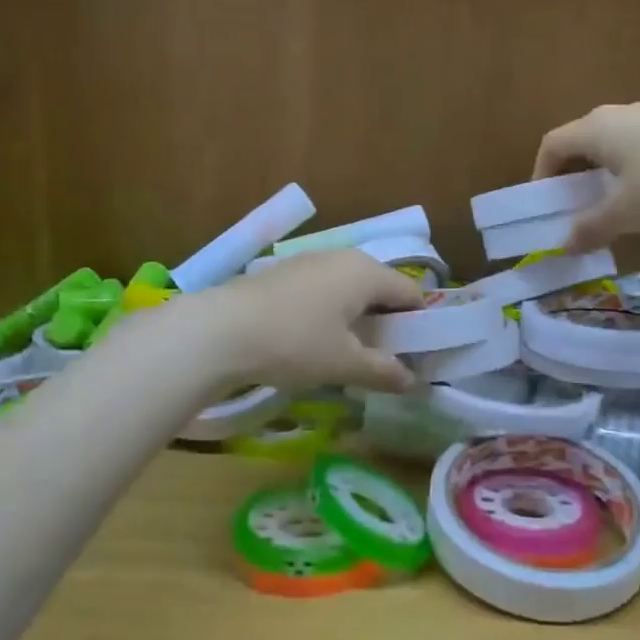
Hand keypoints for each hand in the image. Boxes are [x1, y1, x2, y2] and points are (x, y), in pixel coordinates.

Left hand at [179, 249, 425, 393]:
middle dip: (387, 323)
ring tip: (347, 354)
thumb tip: (413, 382)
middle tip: (382, 359)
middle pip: (381, 288)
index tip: (414, 358)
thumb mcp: (344, 364)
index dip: (419, 326)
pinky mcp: (284, 272)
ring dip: (357, 318)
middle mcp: (343, 257)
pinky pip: (323, 290)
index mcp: (367, 272)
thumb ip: (384, 371)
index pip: (411, 293)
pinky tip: (313, 340)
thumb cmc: (295, 343)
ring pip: (350, 288)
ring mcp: (310, 260)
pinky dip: (330, 312)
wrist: (220, 331)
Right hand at [532, 102, 639, 251]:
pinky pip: (638, 144)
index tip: (545, 203)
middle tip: (573, 206)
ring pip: (611, 143)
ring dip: (601, 172)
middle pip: (581, 141)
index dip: (541, 173)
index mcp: (596, 128)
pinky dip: (628, 168)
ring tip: (609, 204)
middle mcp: (618, 114)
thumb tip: (565, 246)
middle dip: (571, 174)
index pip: (552, 144)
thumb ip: (590, 229)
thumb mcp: (625, 214)